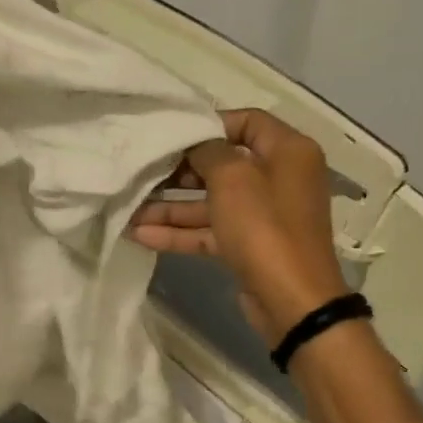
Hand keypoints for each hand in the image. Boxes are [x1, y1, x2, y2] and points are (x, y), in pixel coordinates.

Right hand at [129, 107, 350, 345]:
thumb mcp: (233, 178)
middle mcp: (279, 178)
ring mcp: (263, 216)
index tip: (173, 135)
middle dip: (181, 171)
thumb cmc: (265, 227)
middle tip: (145, 172)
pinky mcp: (249, 247)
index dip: (209, 124)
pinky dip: (180, 233)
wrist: (291, 301)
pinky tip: (141, 234)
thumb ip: (209, 151)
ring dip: (172, 206)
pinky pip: (211, 231)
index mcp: (288, 151)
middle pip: (224, 164)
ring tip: (130, 208)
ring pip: (212, 202)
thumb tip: (196, 145)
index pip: (247, 121)